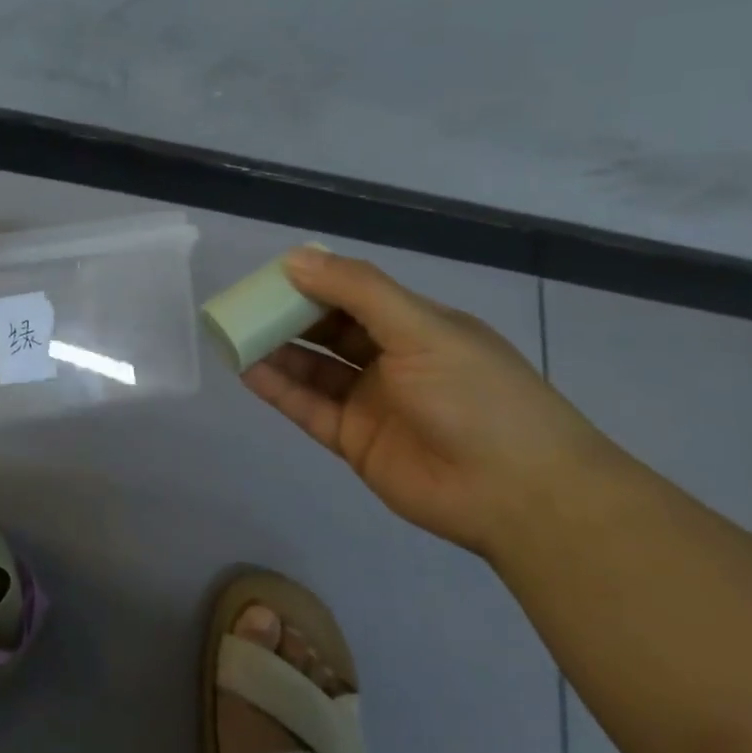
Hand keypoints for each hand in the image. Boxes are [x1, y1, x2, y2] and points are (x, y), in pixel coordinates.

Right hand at [243, 249, 624, 555]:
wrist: (517, 493)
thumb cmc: (476, 396)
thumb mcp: (422, 329)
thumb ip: (358, 292)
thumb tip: (294, 259)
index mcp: (417, 327)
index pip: (356, 295)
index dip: (315, 283)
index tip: (271, 275)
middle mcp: (392, 361)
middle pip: (329, 332)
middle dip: (288, 316)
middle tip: (244, 306)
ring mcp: (371, 402)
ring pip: (313, 369)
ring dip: (276, 351)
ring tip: (234, 335)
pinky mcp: (354, 440)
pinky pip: (308, 407)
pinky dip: (278, 389)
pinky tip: (248, 369)